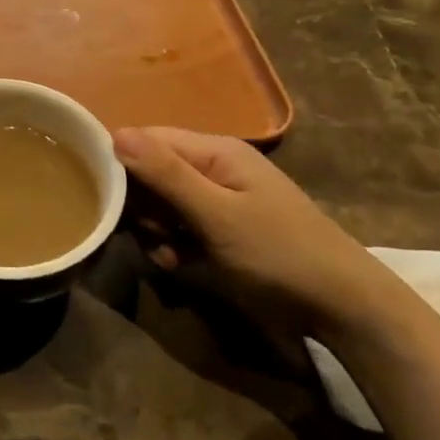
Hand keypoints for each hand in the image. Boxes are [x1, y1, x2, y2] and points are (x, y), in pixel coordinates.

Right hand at [113, 127, 404, 337]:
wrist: (342, 306)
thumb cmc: (278, 253)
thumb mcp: (217, 214)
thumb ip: (166, 175)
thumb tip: (115, 134)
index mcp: (214, 151)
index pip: (148, 139)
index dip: (120, 160)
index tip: (97, 191)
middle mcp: (213, 167)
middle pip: (151, 171)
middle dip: (139, 203)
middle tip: (147, 232)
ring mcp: (217, 199)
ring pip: (161, 203)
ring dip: (154, 228)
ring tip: (167, 254)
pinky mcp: (220, 230)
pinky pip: (178, 226)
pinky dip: (171, 243)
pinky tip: (177, 262)